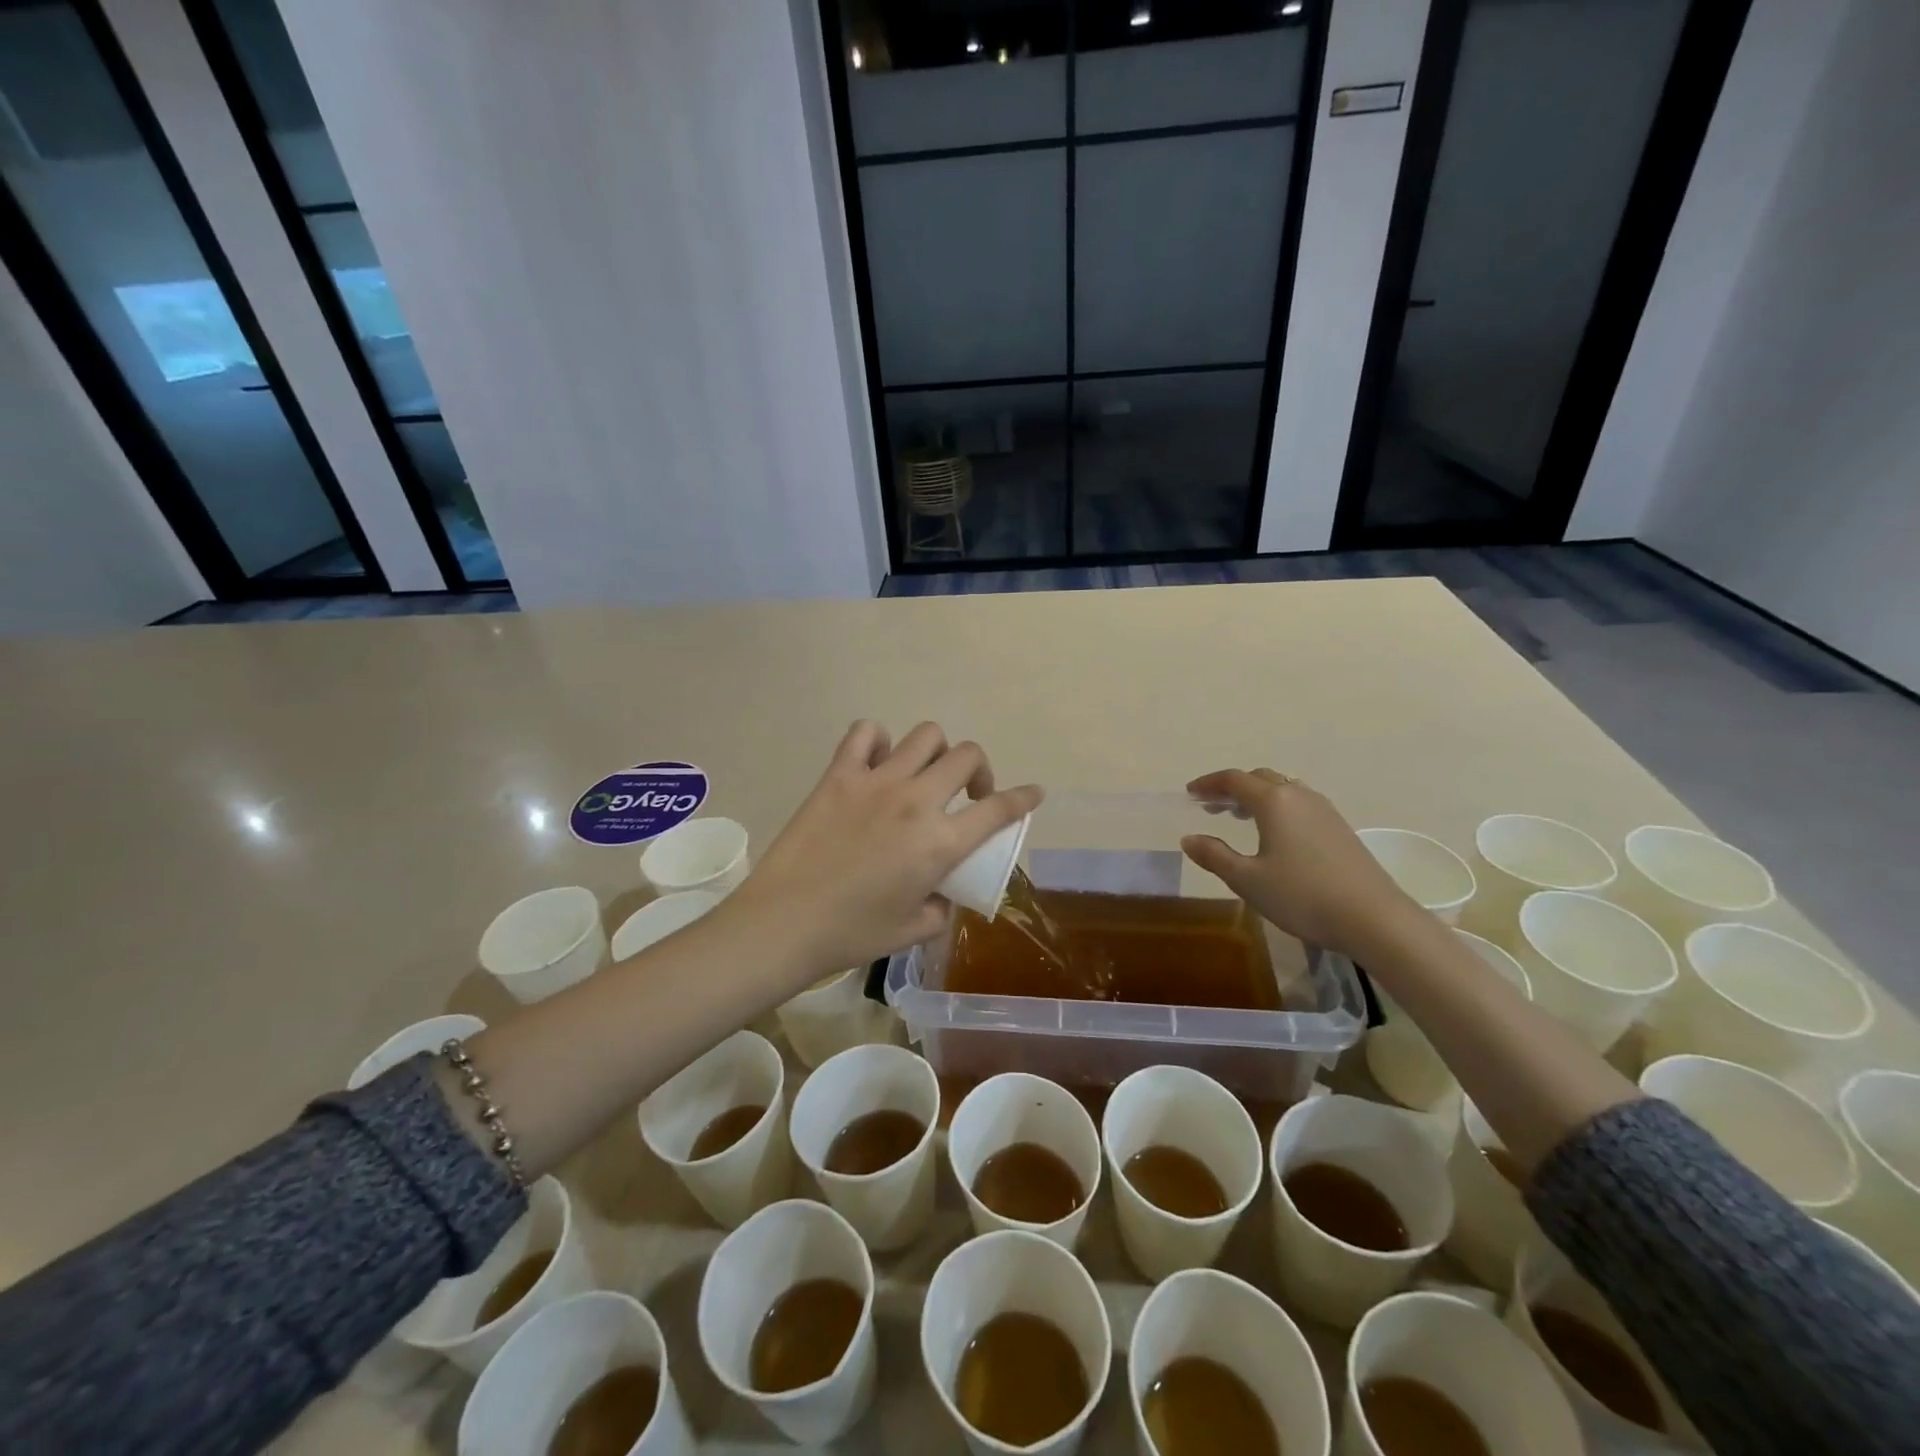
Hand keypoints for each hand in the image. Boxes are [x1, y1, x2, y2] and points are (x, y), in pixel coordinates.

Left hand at [727, 721, 1042, 977]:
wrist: (784, 923)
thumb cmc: (852, 934)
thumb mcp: (912, 930)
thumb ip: (941, 908)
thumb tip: (944, 894)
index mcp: (940, 842)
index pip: (999, 809)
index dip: (1023, 798)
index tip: (1034, 793)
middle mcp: (916, 801)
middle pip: (967, 756)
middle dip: (980, 771)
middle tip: (968, 795)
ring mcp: (876, 781)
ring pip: (925, 736)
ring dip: (936, 752)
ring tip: (925, 775)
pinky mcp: (838, 775)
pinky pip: (865, 733)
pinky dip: (878, 740)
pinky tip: (877, 762)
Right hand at [1181, 769, 1421, 957]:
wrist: (1374, 918)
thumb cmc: (1302, 896)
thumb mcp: (1247, 880)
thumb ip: (1214, 855)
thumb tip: (1189, 838)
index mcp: (1273, 801)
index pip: (1233, 780)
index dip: (1208, 784)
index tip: (1190, 793)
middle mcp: (1298, 796)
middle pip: (1259, 778)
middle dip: (1232, 788)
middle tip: (1211, 806)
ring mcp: (1324, 810)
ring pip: (1283, 789)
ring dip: (1256, 796)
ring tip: (1239, 817)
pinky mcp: (1339, 827)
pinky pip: (1299, 803)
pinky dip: (1277, 807)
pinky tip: (1275, 833)